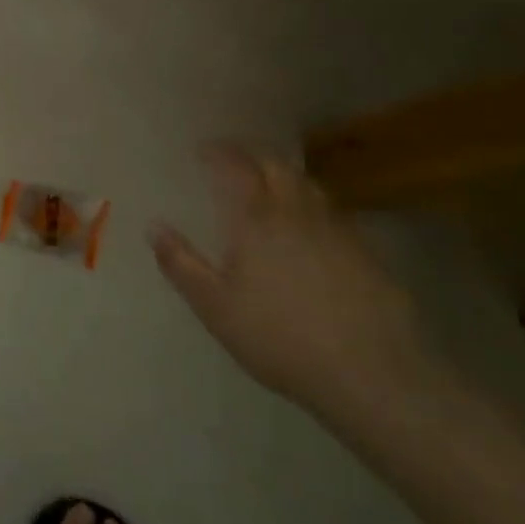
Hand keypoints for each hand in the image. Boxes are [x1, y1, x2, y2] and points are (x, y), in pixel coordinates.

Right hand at [150, 148, 429, 415]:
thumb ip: (181, 264)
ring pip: (308, 183)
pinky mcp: (366, 251)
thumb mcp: (215, 307)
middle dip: (252, 154)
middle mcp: (296, 211)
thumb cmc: (279, 337)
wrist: (370, 373)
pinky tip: (310, 224)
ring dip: (284, 173)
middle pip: (276, 164)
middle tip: (234, 158)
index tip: (203, 151)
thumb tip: (154, 226)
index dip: (219, 153)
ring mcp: (336, 228)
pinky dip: (312, 203)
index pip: (236, 167)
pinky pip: (333, 211)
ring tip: (270, 182)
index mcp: (256, 218)